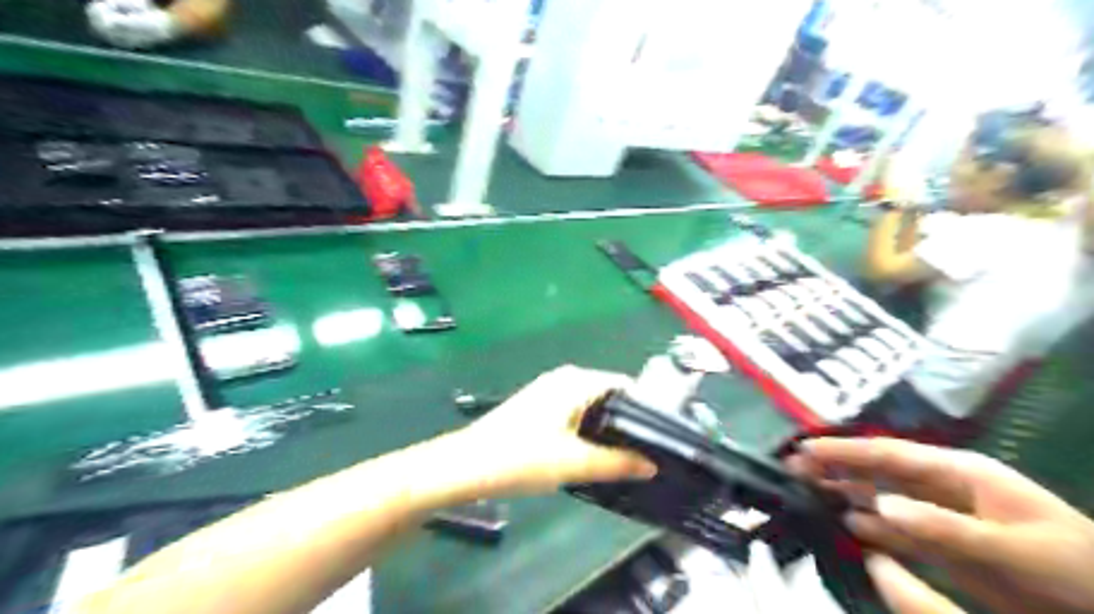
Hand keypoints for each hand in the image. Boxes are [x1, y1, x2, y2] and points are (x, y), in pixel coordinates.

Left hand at [457, 367, 652, 496]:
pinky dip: (588, 429)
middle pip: (609, 395)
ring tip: (625, 457)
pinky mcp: (538, 406)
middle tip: (646, 452)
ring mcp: (549, 391)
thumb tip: (652, 465)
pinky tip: (592, 453)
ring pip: (591, 405)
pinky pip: (575, 412)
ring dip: (607, 428)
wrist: (466, 464)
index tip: (661, 437)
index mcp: (576, 381)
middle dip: (627, 422)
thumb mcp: (574, 463)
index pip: (625, 385)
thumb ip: (617, 463)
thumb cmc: (521, 458)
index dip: (645, 409)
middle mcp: (565, 378)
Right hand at [792, 437, 1093, 612]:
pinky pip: (900, 527)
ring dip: (848, 492)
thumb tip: (877, 505)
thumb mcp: (1011, 547)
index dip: (846, 451)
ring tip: (809, 490)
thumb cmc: (1071, 567)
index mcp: (960, 472)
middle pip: (880, 470)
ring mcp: (946, 513)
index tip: (805, 448)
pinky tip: (849, 525)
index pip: (890, 455)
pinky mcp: (948, 540)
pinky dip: (873, 525)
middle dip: (838, 466)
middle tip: (794, 467)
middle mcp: (945, 485)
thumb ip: (942, 526)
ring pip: (885, 495)